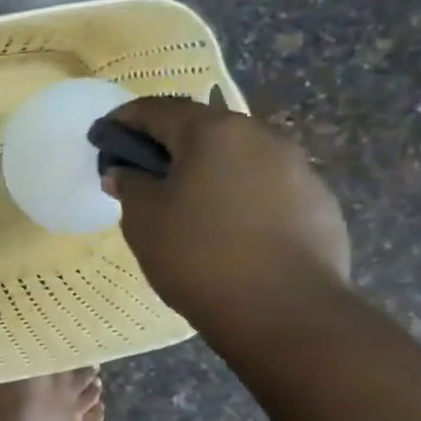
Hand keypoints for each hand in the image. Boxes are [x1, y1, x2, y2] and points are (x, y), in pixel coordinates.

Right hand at [100, 89, 349, 342]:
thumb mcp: (144, 220)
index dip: (123, 120)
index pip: (158, 109)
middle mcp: (261, 137)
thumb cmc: (199, 256)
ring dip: (207, 173)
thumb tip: (124, 172)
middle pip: (203, 130)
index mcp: (214, 132)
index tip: (101, 137)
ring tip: (186, 208)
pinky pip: (266, 190)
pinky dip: (239, 199)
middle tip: (142, 175)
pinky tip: (228, 233)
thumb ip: (130, 186)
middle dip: (168, 147)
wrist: (286, 312)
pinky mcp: (319, 204)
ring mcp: (298, 169)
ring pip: (238, 160)